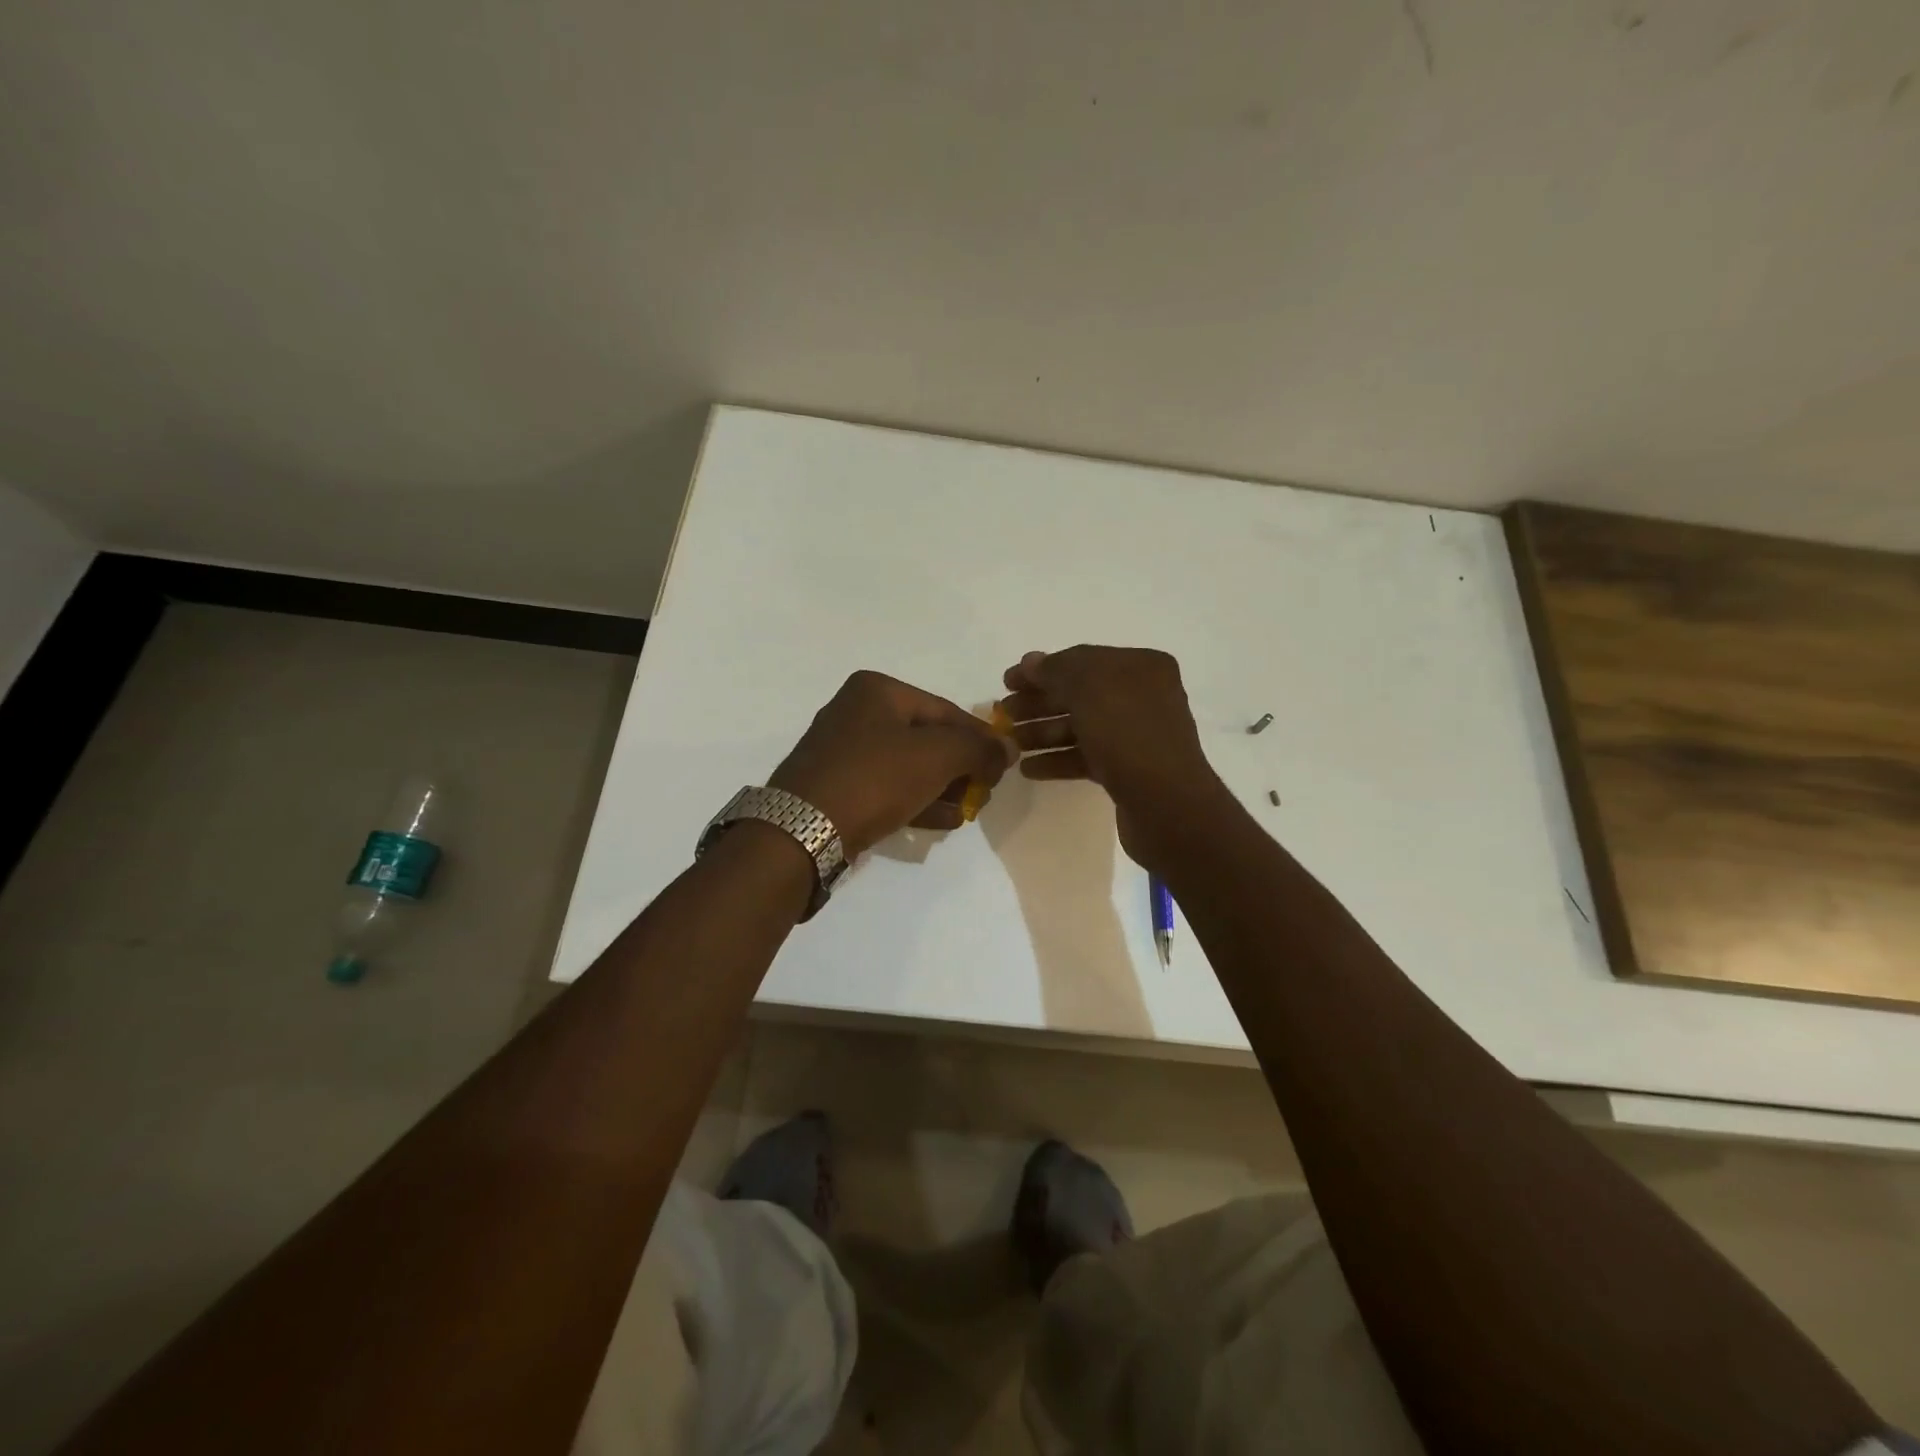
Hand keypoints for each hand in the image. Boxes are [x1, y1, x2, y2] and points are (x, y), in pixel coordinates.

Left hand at [770, 671, 1015, 856]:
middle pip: (927, 738)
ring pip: (908, 766)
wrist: (802, 830)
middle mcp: (855, 712)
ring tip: (965, 812)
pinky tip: (940, 822)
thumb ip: (979, 749)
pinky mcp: (835, 786)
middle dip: (960, 767)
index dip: (979, 738)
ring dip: (941, 788)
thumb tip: (1008, 749)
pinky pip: (886, 787)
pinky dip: (915, 800)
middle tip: (982, 793)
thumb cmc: (874, 778)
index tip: (1003, 764)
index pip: (944, 710)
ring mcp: (841, 751)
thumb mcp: (937, 757)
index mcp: (876, 690)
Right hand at [998, 646, 1227, 863]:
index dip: (1041, 669)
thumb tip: (1031, 661)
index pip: (1082, 659)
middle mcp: (1143, 696)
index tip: (1006, 682)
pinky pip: (1087, 756)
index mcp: (1141, 667)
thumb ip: (1055, 670)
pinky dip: (1058, 759)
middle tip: (1002, 714)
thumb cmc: (1127, 733)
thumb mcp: (1088, 687)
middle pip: (1079, 694)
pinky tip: (1029, 769)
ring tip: (1010, 744)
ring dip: (1043, 732)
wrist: (1166, 804)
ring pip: (1081, 727)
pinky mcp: (1130, 770)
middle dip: (1038, 703)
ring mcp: (1137, 735)